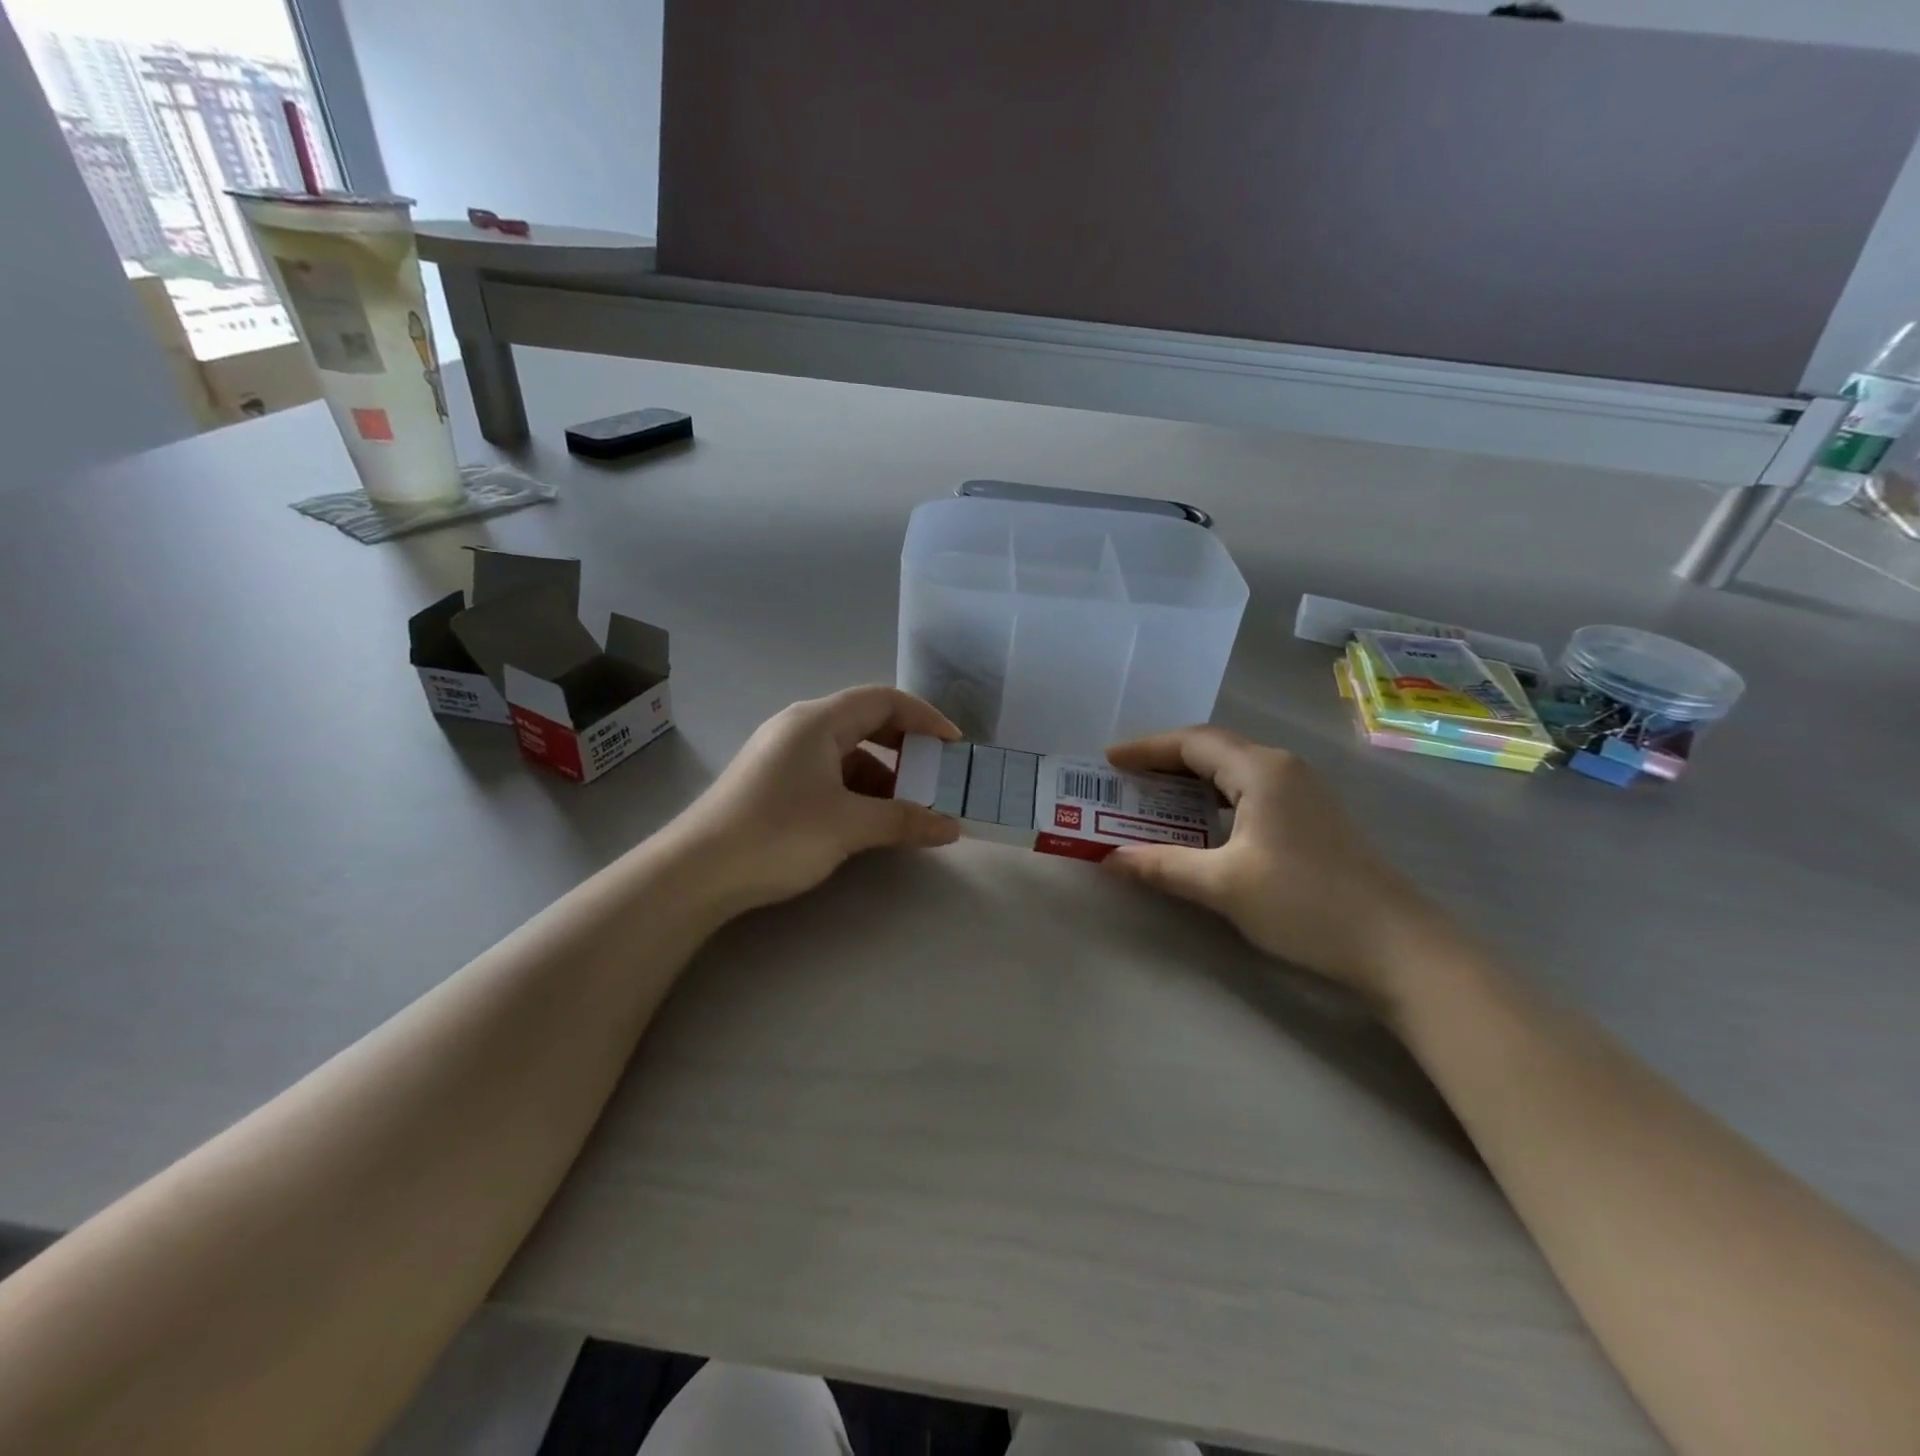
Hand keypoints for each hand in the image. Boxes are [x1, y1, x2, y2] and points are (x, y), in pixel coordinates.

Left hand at [669, 686, 962, 916]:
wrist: (695, 873)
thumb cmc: (776, 834)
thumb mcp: (848, 826)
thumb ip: (905, 821)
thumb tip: (951, 827)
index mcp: (817, 721)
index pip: (883, 700)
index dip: (924, 717)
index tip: (954, 745)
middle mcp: (799, 728)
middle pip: (866, 722)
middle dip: (905, 748)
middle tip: (935, 776)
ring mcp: (783, 755)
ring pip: (847, 753)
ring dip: (882, 776)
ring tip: (907, 810)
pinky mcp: (773, 782)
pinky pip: (828, 774)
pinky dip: (856, 791)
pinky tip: (868, 821)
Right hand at [1104, 726, 1448, 1008]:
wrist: (1396, 946)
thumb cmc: (1304, 903)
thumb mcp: (1223, 885)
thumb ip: (1163, 866)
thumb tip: (1109, 860)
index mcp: (1261, 770)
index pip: (1192, 743)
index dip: (1146, 749)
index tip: (1108, 760)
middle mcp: (1282, 768)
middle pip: (1212, 749)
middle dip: (1164, 761)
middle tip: (1124, 779)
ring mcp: (1303, 791)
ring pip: (1233, 771)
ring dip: (1190, 780)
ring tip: (1152, 798)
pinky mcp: (1312, 817)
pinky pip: (1250, 791)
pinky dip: (1214, 798)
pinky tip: (1200, 822)